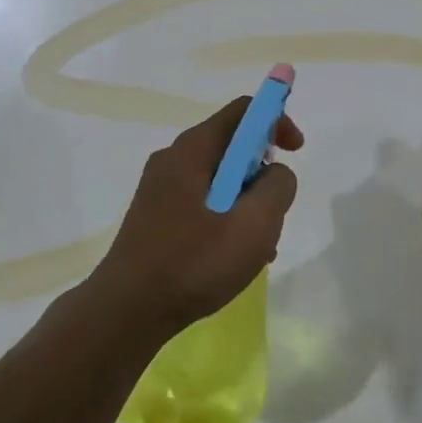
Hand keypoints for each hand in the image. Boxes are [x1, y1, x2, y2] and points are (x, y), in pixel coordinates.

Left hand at [86, 97, 304, 341]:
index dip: (276, 121)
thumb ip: (278, 187)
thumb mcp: (254, 225)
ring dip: (247, 204)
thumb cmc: (193, 263)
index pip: (243, 110)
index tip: (296, 152)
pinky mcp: (155, 217)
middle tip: (274, 214)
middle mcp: (173, 159)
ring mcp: (160, 189)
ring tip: (257, 249)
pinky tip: (232, 260)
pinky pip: (203, 203)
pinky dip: (226, 219)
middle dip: (263, 174)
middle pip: (232, 146)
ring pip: (220, 180)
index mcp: (193, 149)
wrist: (125, 312)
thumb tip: (276, 174)